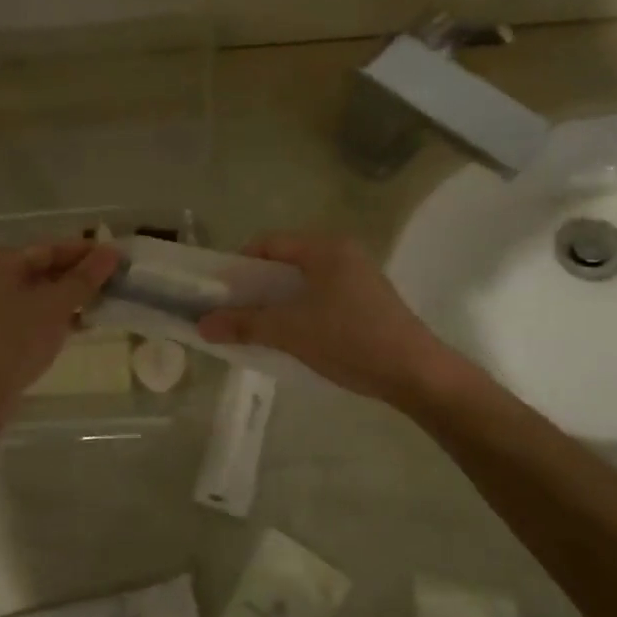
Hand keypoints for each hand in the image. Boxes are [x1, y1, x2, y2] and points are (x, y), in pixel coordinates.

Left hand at [0, 239, 121, 423]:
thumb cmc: (17, 339)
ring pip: (44, 292)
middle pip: (47, 268)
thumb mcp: (56, 305)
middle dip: (82, 275)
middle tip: (118, 280)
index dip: (87, 252)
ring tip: (109, 301)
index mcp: (2, 261)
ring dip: (74, 297)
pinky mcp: (4, 329)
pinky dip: (60, 315)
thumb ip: (85, 277)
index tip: (119, 257)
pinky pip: (38, 312)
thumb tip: (113, 251)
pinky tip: (87, 324)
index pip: (52, 247)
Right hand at [196, 233, 461, 405]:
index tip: (221, 293)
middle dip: (256, 286)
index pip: (268, 243)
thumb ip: (243, 325)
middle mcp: (342, 253)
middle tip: (234, 311)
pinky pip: (321, 296)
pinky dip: (300, 310)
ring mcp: (358, 277)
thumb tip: (202, 325)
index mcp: (324, 248)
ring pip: (303, 281)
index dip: (239, 264)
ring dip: (277, 301)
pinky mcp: (367, 301)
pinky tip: (292, 336)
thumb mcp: (289, 331)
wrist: (415, 373)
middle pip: (285, 260)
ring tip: (258, 327)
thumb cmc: (349, 340)